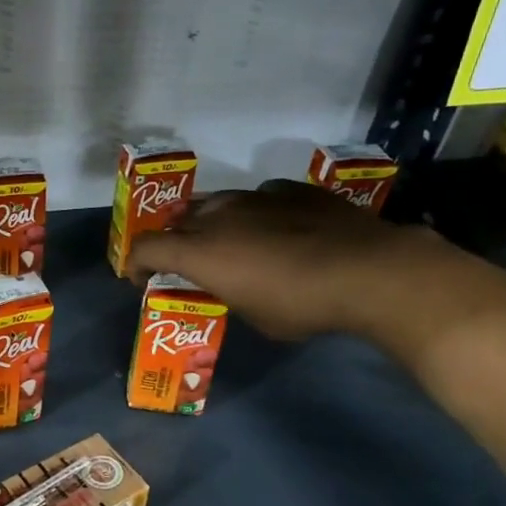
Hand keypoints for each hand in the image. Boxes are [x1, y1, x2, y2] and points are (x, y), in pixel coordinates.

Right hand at [127, 180, 459, 340]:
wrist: (369, 270)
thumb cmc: (300, 304)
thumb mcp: (252, 315)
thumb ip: (228, 292)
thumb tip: (231, 284)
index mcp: (200, 250)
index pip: (146, 248)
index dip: (135, 264)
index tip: (141, 279)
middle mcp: (219, 215)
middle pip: (177, 221)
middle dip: (174, 241)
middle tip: (186, 262)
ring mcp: (256, 196)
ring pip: (216, 203)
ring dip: (211, 223)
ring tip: (228, 242)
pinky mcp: (292, 190)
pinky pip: (258, 197)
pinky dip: (254, 213)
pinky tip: (275, 228)